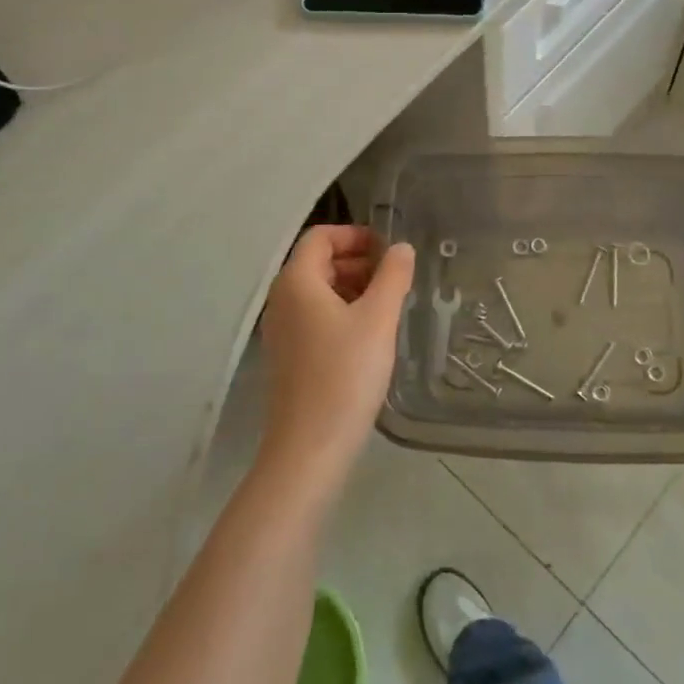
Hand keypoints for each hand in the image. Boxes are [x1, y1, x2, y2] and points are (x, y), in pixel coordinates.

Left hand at [258, 225, 415, 485]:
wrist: (310, 448)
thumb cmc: (345, 374)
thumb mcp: (378, 320)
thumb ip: (393, 277)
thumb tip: (401, 248)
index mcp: (296, 281)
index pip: (320, 236)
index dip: (355, 235)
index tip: (389, 250)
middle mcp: (282, 299)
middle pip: (318, 262)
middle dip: (357, 261)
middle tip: (394, 277)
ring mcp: (282, 330)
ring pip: (318, 291)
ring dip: (352, 287)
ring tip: (388, 305)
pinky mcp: (288, 356)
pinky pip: (315, 317)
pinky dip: (342, 312)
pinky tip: (369, 335)